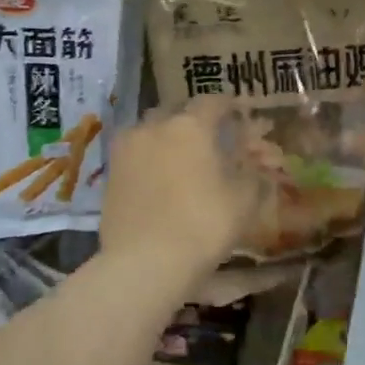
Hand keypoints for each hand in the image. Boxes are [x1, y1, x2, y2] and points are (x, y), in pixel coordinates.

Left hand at [102, 97, 265, 277]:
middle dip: (193, 118)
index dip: (229, 105)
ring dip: (166, 136)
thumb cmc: (203, 226)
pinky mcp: (110, 173)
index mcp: (191, 126)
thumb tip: (255, 164)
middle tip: (209, 136)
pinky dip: (149, 158)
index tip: (239, 114)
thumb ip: (252, 174)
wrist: (145, 263)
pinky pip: (134, 154)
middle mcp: (155, 127)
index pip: (213, 102)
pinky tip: (158, 177)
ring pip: (150, 130)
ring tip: (179, 157)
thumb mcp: (243, 201)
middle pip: (176, 110)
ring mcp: (127, 149)